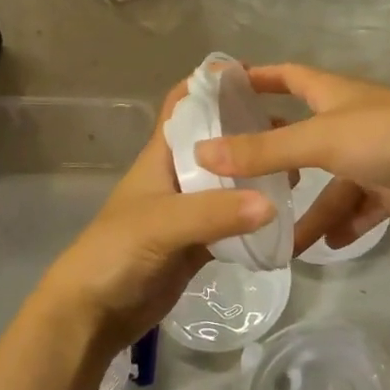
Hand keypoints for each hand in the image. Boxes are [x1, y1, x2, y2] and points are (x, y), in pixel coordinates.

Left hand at [29, 90, 274, 361]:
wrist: (92, 314)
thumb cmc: (115, 253)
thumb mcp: (162, 224)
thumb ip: (215, 212)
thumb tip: (272, 202)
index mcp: (161, 156)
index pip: (184, 105)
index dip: (211, 84)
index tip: (254, 75)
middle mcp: (177, 176)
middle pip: (216, 141)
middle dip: (248, 130)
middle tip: (293, 131)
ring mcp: (189, 210)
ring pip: (228, 181)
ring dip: (256, 173)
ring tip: (297, 170)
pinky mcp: (199, 243)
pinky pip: (233, 220)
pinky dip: (255, 215)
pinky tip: (283, 213)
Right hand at [193, 63, 389, 255]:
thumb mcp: (321, 141)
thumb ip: (264, 149)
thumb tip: (201, 152)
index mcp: (333, 94)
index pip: (286, 75)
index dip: (255, 77)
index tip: (219, 89)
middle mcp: (350, 120)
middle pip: (301, 135)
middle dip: (271, 155)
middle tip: (232, 177)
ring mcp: (373, 156)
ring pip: (330, 184)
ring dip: (309, 211)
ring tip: (279, 245)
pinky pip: (360, 207)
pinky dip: (344, 224)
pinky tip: (328, 247)